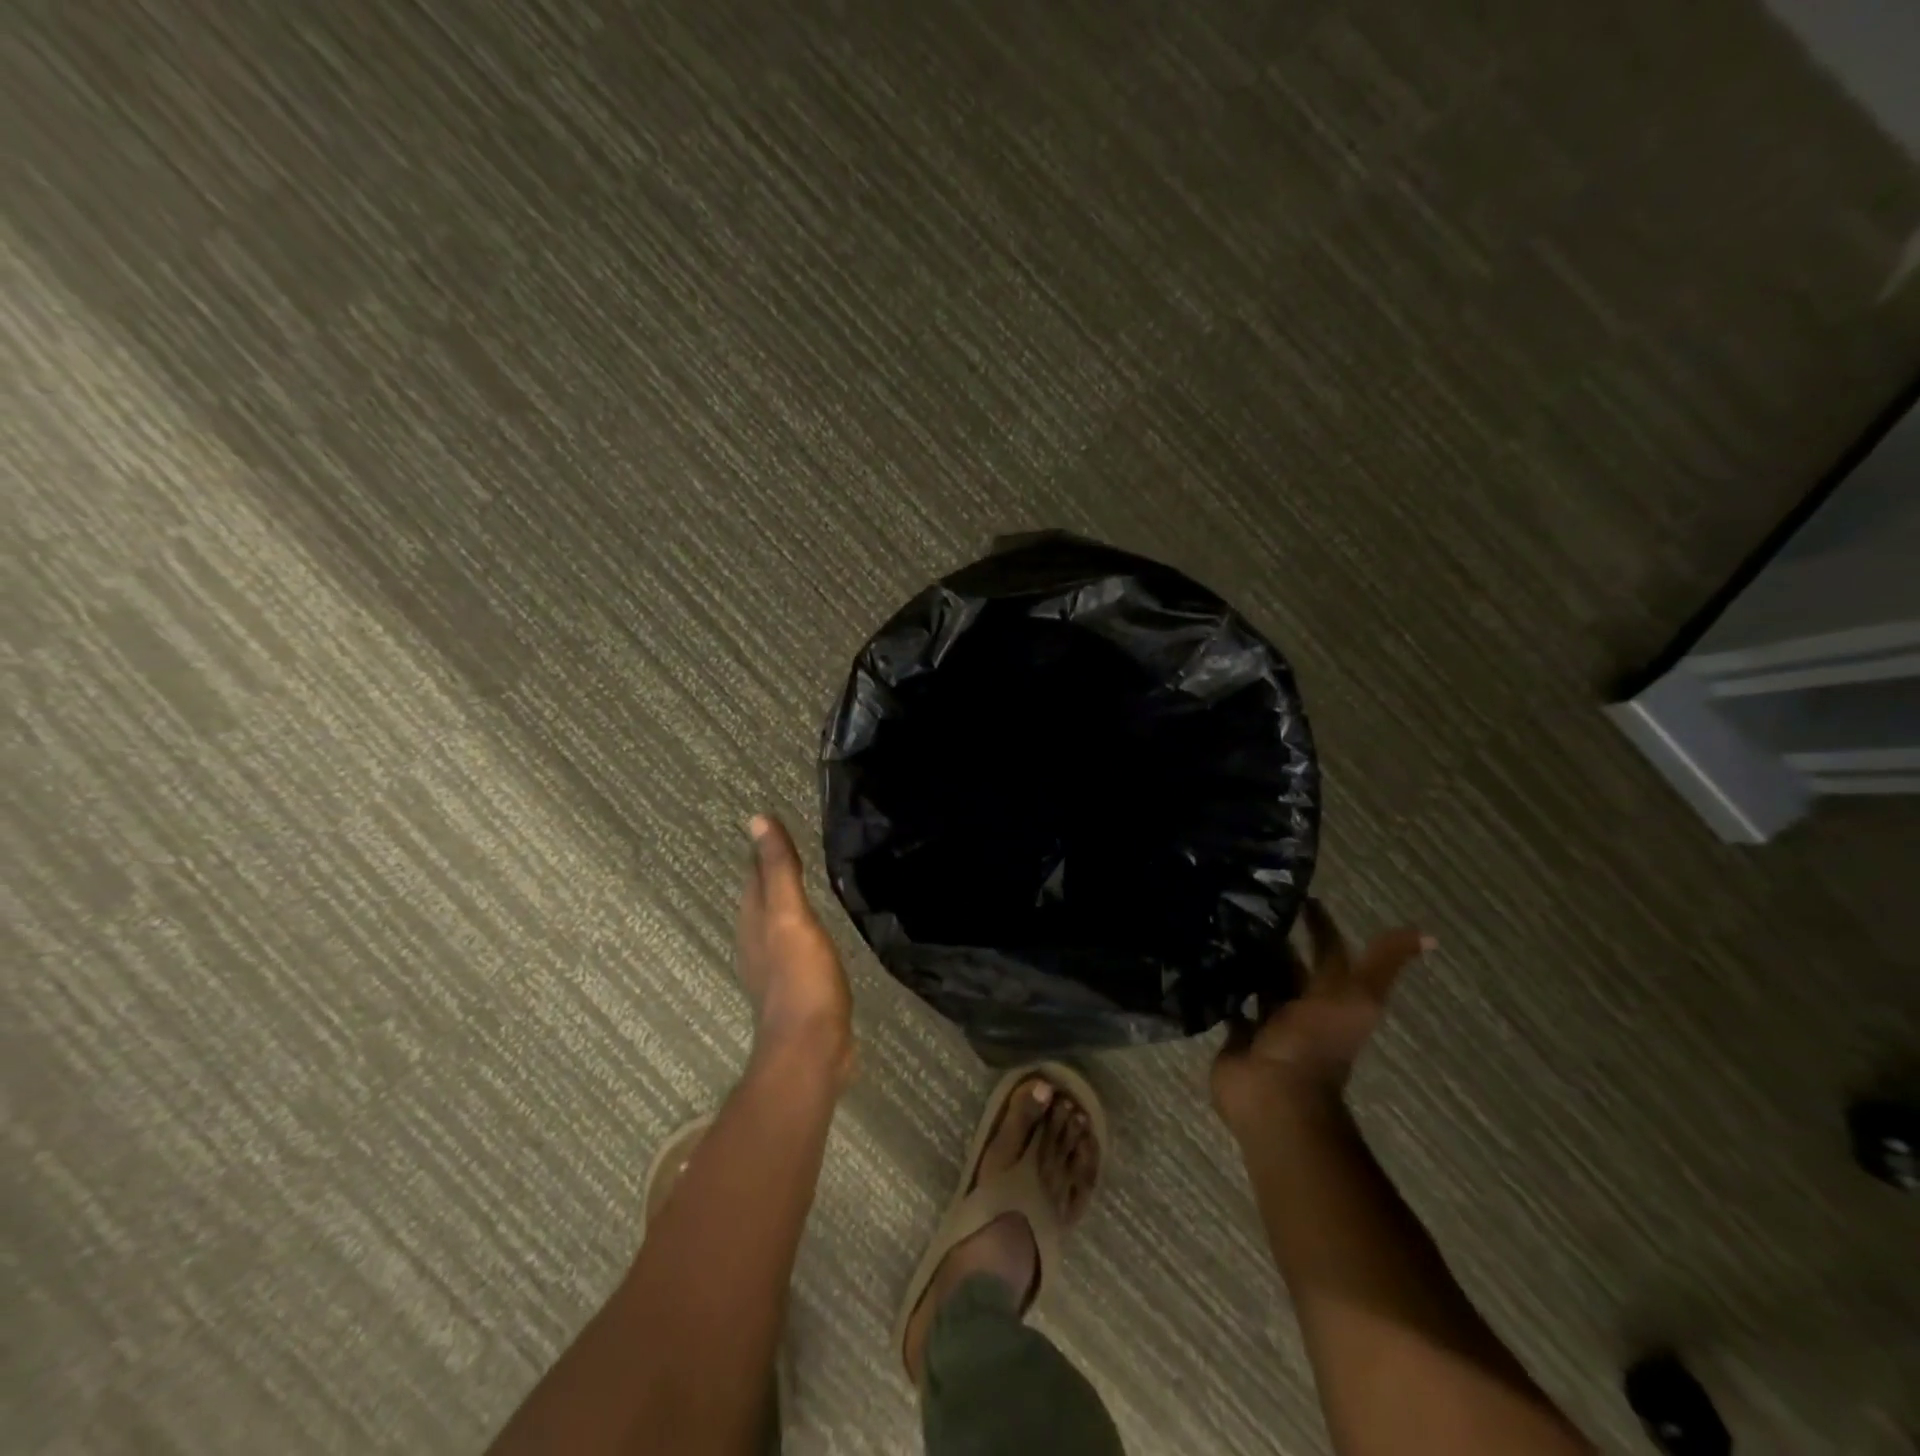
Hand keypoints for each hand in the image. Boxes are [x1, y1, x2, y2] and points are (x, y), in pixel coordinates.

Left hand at [737, 815, 854, 1087]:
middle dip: (774, 872)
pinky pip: (795, 945)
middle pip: (763, 896)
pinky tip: (818, 932)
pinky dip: (802, 929)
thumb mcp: (791, 916)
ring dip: (788, 901)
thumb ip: (778, 870)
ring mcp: (775, 968)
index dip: (766, 848)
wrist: (811, 1049)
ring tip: (810, 883)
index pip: (756, 872)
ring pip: (777, 921)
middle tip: (799, 846)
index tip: (781, 823)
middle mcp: (757, 941)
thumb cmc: (801, 978)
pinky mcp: (796, 987)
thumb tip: (757, 819)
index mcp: (753, 920)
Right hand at [1211, 898, 1429, 1134]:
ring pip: (1258, 982)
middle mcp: (1301, 1006)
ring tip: (1222, 926)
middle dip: (1275, 939)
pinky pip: (1230, 1004)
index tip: (1297, 895)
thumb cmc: (1315, 1045)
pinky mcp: (1237, 1034)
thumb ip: (1382, 964)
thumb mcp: (1358, 998)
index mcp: (1331, 996)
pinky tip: (1207, 962)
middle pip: (1289, 966)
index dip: (1319, 925)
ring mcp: (1267, 1022)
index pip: (1328, 952)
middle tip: (1246, 904)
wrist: (1277, 1096)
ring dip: (1247, 960)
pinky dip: (1222, 986)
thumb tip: (1430, 935)